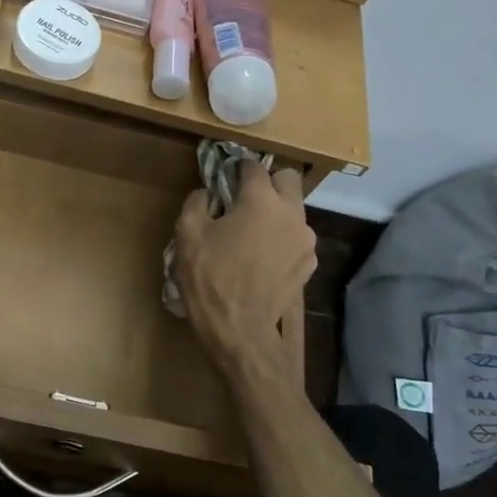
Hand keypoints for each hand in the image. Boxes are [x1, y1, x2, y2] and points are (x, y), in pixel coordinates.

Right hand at [173, 163, 315, 377]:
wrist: (239, 329)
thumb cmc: (210, 277)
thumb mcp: (187, 234)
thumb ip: (197, 202)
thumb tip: (207, 194)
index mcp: (261, 200)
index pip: (254, 166)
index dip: (237, 168)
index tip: (225, 177)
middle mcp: (291, 213)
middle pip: (288, 180)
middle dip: (268, 182)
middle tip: (244, 200)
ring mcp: (305, 240)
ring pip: (294, 210)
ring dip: (276, 212)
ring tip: (252, 234)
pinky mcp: (309, 264)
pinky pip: (296, 239)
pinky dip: (282, 240)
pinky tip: (262, 258)